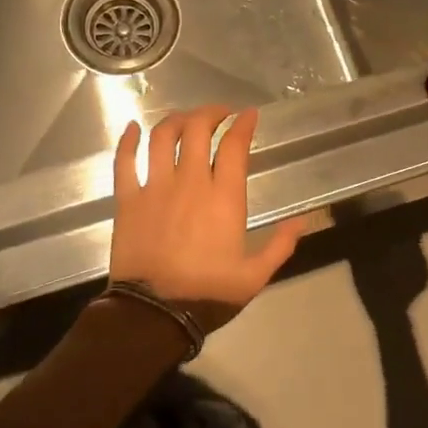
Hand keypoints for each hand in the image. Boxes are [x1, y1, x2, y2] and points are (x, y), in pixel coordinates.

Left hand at [108, 107, 306, 335]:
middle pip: (198, 129)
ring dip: (175, 119)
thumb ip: (280, 245)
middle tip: (219, 114)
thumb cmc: (208, 294)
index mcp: (224, 197)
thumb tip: (303, 221)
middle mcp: (190, 182)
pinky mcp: (128, 199)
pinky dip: (126, 140)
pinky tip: (131, 127)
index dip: (244, 124)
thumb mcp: (255, 276)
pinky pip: (124, 161)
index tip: (249, 114)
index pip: (235, 145)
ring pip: (163, 136)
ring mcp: (155, 187)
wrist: (154, 315)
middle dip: (210, 113)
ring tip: (185, 118)